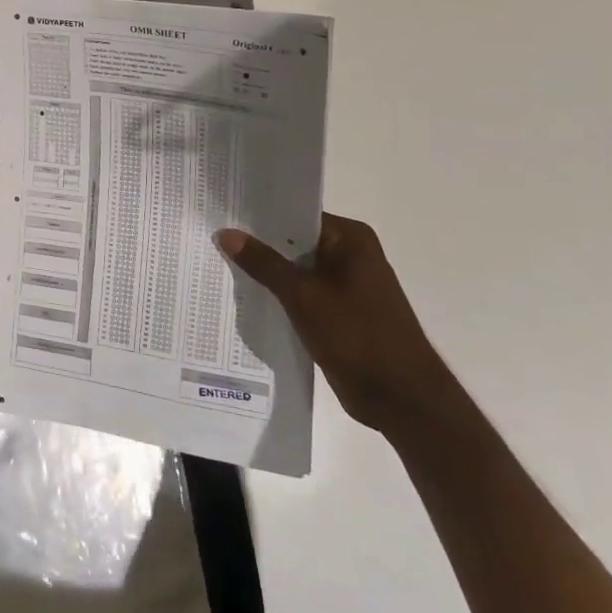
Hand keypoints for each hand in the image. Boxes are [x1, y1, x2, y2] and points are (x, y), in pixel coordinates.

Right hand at [217, 215, 454, 438]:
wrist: (400, 398)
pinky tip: (244, 296)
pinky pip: (301, 294)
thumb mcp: (302, 296)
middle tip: (211, 238)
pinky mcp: (338, 312)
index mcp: (350, 239)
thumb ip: (263, 263)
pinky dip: (278, 295)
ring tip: (217, 264)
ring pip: (295, 270)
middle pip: (293, 241)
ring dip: (266, 272)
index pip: (296, 215)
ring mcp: (345, 285)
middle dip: (257, 244)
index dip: (259, 215)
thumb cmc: (357, 336)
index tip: (222, 214)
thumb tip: (225, 233)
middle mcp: (350, 255)